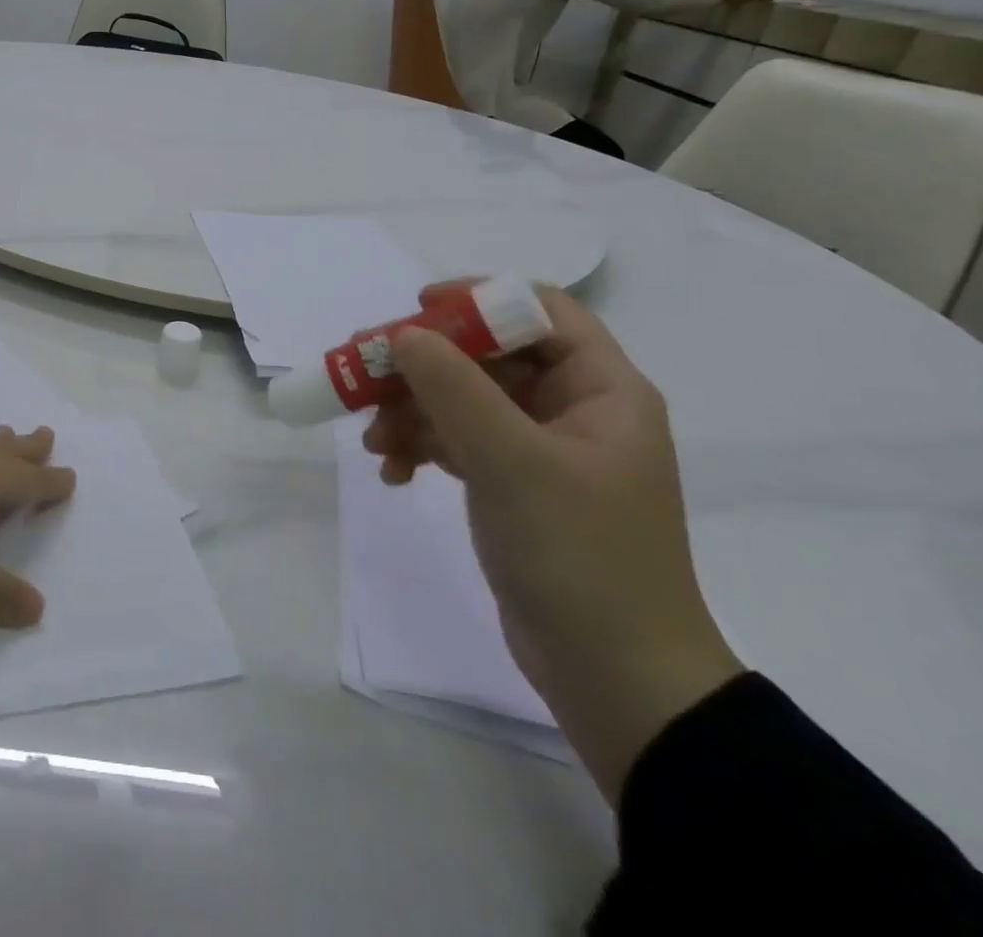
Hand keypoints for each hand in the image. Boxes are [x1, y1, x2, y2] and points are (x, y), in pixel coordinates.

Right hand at [360, 285, 741, 804]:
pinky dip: (424, 448)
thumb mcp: (511, 462)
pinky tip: (394, 472)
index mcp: (601, 390)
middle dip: (425, 366)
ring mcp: (543, 451)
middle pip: (489, 357)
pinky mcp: (517, 488)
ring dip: (414, 412)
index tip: (416, 310)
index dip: (478, 300)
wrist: (616, 681)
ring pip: (466, 401)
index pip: (541, 311)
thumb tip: (403, 334)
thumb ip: (453, 388)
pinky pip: (461, 444)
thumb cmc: (579, 556)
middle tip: (366, 371)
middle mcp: (575, 410)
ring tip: (375, 440)